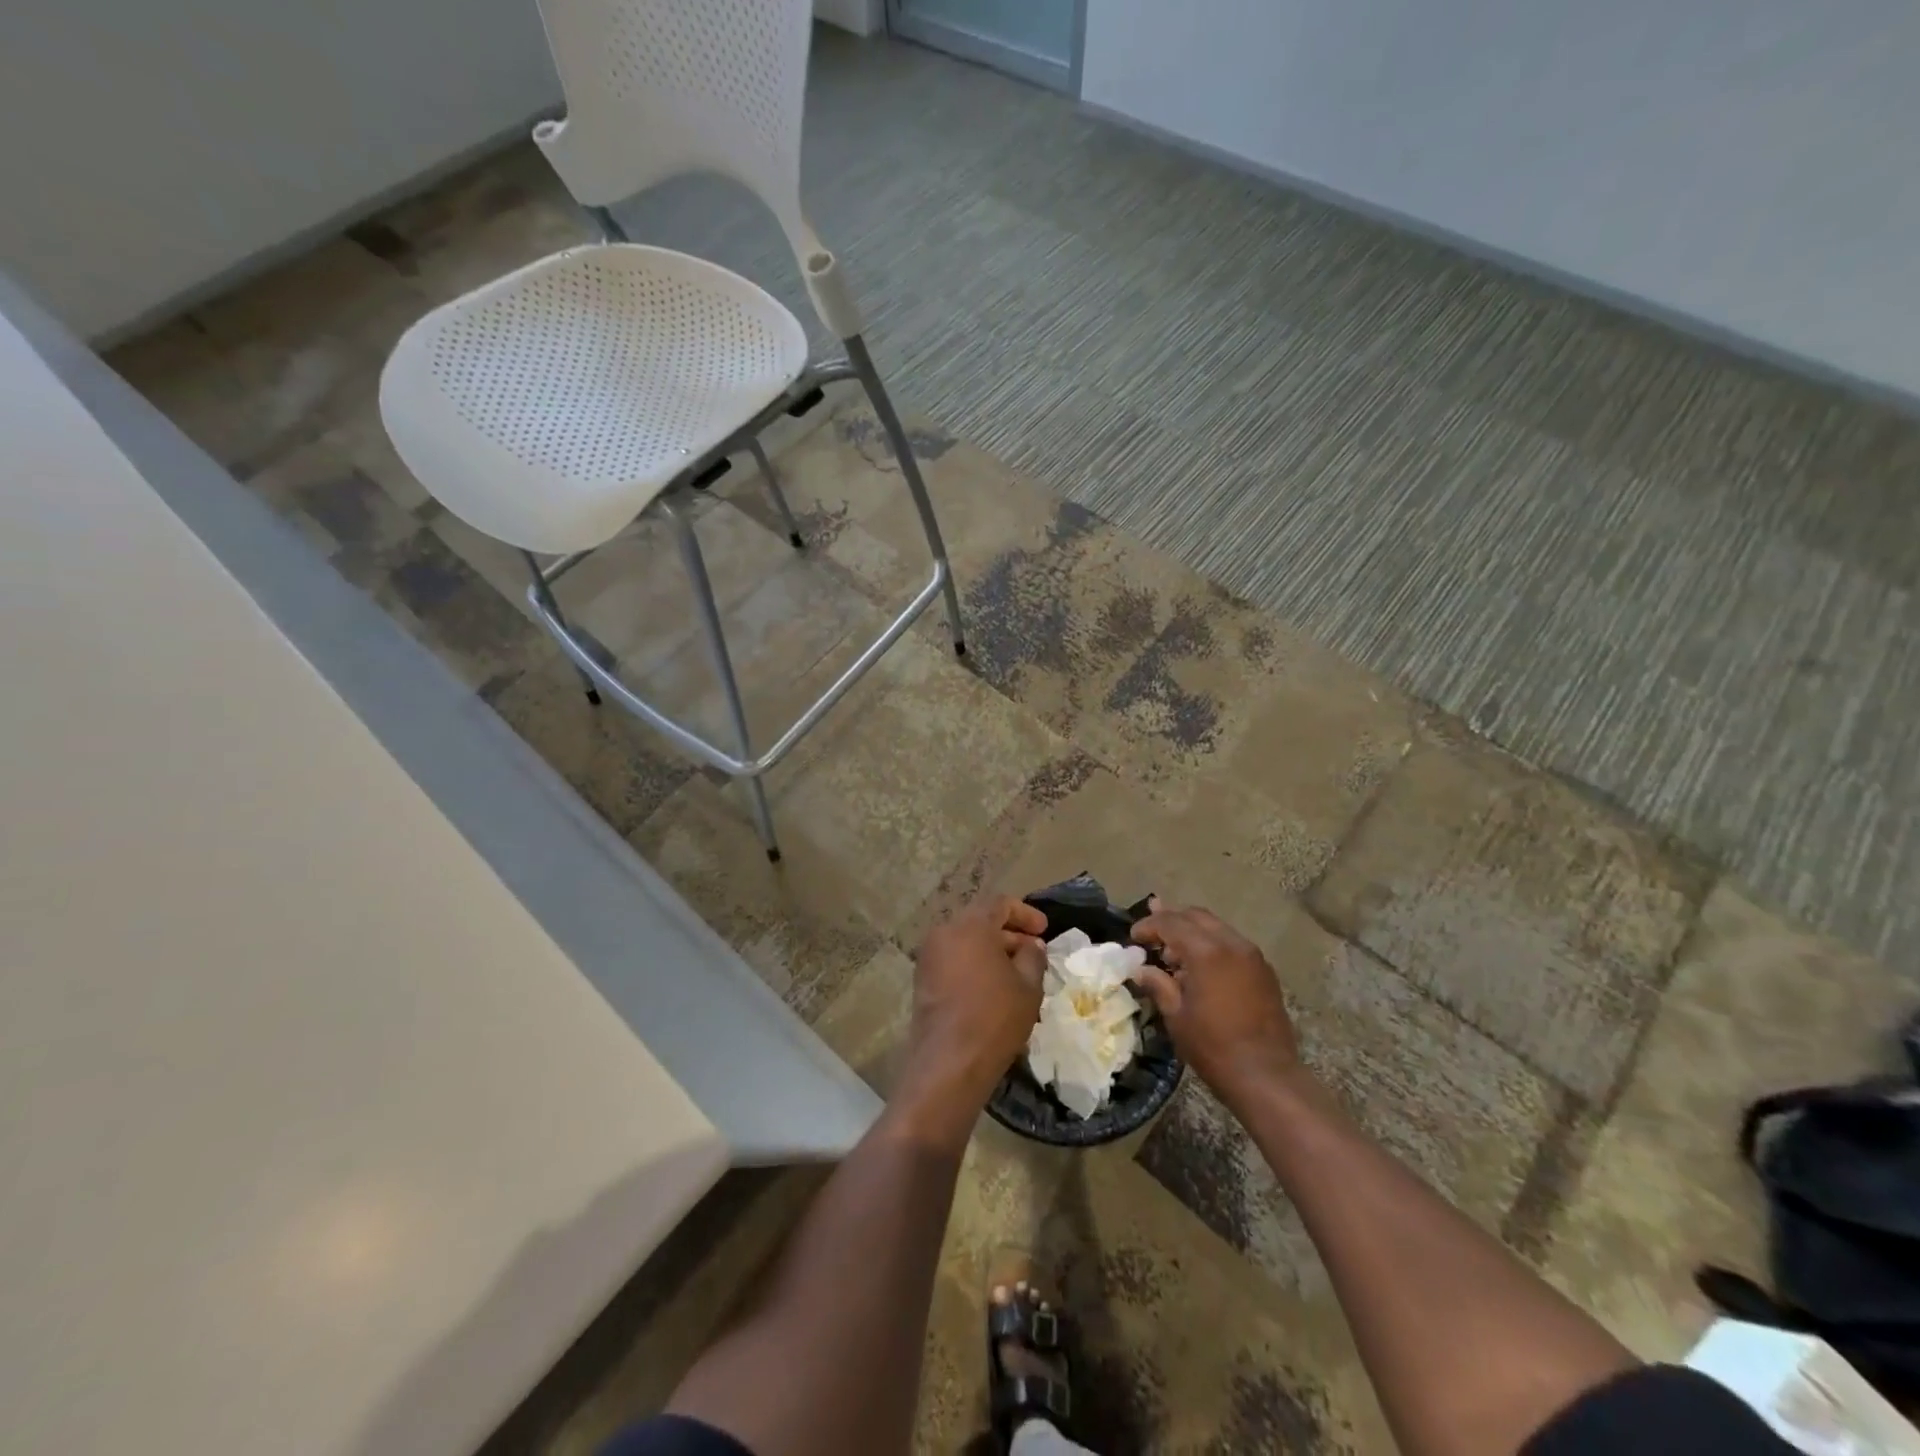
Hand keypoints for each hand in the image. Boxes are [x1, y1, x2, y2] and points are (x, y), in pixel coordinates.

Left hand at [898, 895, 1048, 1131]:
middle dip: (1009, 933)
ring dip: (992, 950)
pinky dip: (974, 964)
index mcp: (970, 925)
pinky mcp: (923, 980)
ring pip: (966, 942)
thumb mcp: (1027, 986)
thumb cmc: (994, 1017)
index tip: (1044, 931)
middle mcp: (944, 932)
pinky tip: (994, 987)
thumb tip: (1032, 945)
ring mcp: (929, 956)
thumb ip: (1032, 957)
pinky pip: (953, 960)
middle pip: (980, 921)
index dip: (1025, 914)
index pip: (1000, 903)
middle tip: (1033, 952)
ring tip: (1017, 972)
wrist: (949, 1062)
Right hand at [1130, 898, 1299, 1104]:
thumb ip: (1158, 984)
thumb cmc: (1213, 1047)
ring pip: (1216, 927)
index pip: (1171, 923)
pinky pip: (1232, 944)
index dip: (1149, 925)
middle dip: (1171, 920)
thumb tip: (1141, 970)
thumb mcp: (1176, 1016)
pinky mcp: (1264, 970)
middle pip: (1195, 916)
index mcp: (1206, 952)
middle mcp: (1232, 944)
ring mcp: (1252, 956)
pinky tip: (1200, 967)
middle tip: (1151, 935)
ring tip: (1173, 953)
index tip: (1134, 937)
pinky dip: (1211, 945)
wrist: (1266, 1076)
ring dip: (1192, 932)